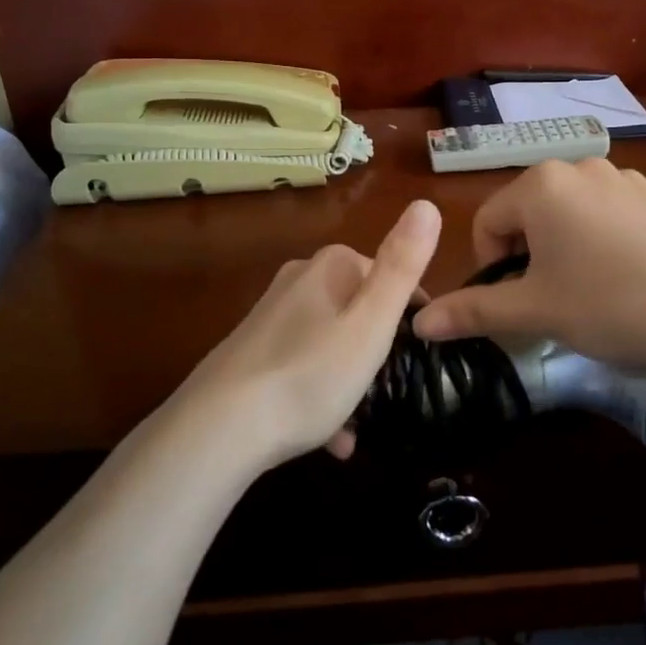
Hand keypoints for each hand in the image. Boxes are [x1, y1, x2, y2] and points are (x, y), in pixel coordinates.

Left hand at [171, 199, 441, 469]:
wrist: (219, 428)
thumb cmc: (310, 373)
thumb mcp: (371, 322)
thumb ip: (402, 266)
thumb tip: (427, 205)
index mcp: (331, 265)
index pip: (390, 276)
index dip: (410, 315)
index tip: (419, 355)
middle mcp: (299, 279)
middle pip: (359, 309)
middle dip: (378, 349)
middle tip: (389, 389)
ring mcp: (272, 315)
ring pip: (331, 341)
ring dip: (350, 379)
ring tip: (360, 424)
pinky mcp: (252, 351)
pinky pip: (302, 367)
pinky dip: (320, 395)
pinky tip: (331, 440)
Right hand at [411, 160, 645, 373]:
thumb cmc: (607, 304)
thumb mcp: (534, 312)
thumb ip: (473, 311)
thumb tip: (421, 323)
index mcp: (542, 186)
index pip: (488, 221)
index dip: (490, 265)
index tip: (514, 302)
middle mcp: (583, 167)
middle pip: (532, 213)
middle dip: (531, 255)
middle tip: (553, 299)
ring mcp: (631, 179)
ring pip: (577, 213)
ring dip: (571, 247)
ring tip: (596, 291)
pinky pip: (621, 216)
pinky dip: (615, 242)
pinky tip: (637, 278)